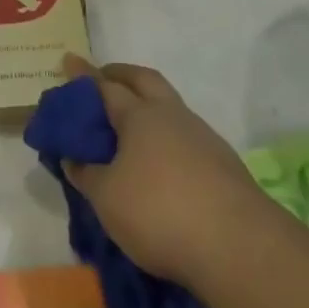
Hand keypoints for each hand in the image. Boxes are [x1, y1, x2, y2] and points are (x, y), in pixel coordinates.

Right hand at [59, 55, 259, 289]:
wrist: (239, 246)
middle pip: (144, 80)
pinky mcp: (223, 163)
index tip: (69, 60)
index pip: (105, 86)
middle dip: (121, 74)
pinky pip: (186, 135)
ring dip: (149, 104)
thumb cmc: (160, 212)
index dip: (84, 76)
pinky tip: (161, 160)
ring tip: (131, 125)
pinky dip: (167, 136)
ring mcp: (202, 137)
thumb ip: (86, 174)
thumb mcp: (107, 198)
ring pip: (170, 106)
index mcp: (139, 115)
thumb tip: (73, 158)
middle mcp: (171, 115)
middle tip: (104, 77)